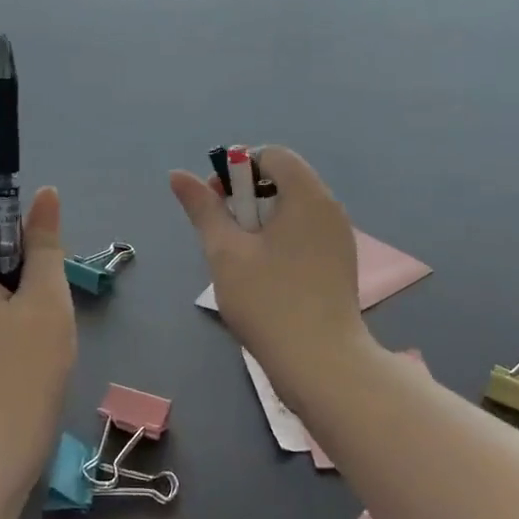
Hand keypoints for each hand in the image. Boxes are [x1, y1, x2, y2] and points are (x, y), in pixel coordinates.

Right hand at [169, 146, 368, 398]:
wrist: (322, 362)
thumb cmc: (268, 301)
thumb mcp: (225, 252)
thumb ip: (203, 209)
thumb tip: (178, 175)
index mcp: (308, 196)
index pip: (273, 155)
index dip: (239, 168)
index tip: (218, 202)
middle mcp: (330, 209)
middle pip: (284, 180)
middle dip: (247, 197)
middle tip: (224, 234)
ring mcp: (339, 238)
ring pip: (293, 210)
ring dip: (261, 221)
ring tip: (240, 258)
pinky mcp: (340, 265)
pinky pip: (305, 234)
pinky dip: (280, 240)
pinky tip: (265, 276)